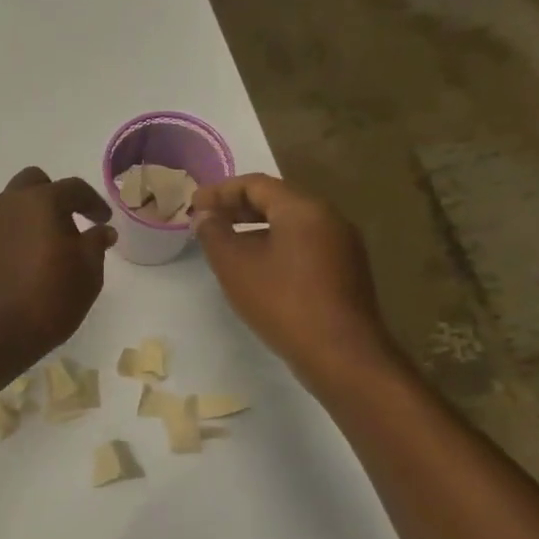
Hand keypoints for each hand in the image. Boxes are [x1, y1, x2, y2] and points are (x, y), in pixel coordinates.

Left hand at [0, 167, 114, 373]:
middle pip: (32, 184)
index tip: (102, 220)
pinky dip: (10, 241)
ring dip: (29, 219)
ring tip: (43, 249)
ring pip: (9, 208)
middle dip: (53, 196)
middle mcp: (7, 206)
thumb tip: (101, 230)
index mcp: (40, 203)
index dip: (92, 202)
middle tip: (69, 224)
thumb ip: (95, 244)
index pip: (72, 188)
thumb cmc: (48, 300)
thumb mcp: (88, 275)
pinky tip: (19, 268)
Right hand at [193, 173, 397, 389]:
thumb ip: (214, 233)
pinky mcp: (346, 270)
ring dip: (255, 228)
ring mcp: (342, 245)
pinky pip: (304, 245)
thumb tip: (205, 216)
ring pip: (291, 224)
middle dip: (237, 208)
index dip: (220, 191)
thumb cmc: (282, 302)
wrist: (340, 353)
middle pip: (276, 201)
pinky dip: (275, 246)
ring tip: (226, 245)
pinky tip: (257, 268)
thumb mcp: (235, 266)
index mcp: (303, 209)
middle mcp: (329, 218)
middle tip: (206, 221)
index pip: (256, 184)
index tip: (193, 205)